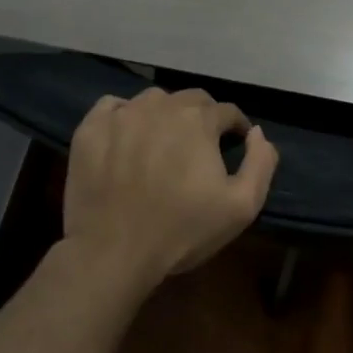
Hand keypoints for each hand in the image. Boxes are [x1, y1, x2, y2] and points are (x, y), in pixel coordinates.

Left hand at [62, 88, 278, 292]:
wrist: (113, 253)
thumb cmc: (182, 231)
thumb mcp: (242, 206)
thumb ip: (261, 163)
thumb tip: (258, 133)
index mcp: (199, 120)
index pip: (228, 111)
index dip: (236, 128)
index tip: (235, 145)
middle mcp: (161, 106)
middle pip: (191, 99)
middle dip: (203, 117)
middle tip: (200, 146)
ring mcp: (121, 115)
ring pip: (153, 101)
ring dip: (165, 115)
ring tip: (163, 143)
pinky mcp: (90, 129)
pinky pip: (112, 107)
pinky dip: (124, 116)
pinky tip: (127, 138)